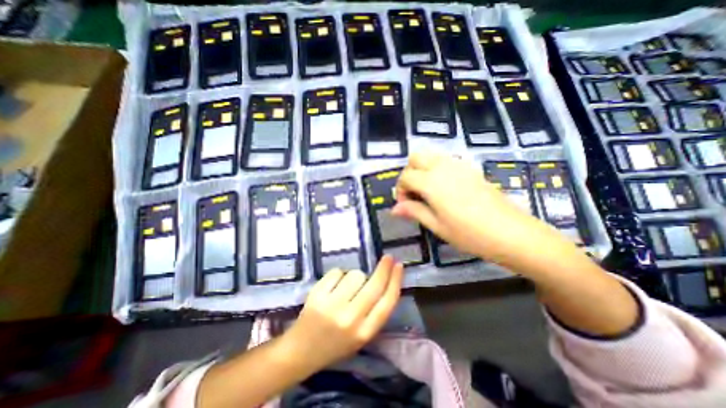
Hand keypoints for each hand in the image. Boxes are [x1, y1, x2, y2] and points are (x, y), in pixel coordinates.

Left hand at [282, 257, 406, 371]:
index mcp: (364, 332)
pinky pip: (337, 272)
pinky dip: (338, 275)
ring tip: (346, 287)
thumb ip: (375, 312)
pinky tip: (333, 286)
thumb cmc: (335, 343)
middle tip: (387, 258)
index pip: (387, 302)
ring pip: (356, 275)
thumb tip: (386, 280)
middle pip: (374, 285)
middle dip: (384, 268)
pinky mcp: (317, 295)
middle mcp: (350, 319)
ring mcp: (332, 306)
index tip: (399, 266)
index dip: (396, 281)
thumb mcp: (361, 335)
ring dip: (356, 276)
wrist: (301, 350)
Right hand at [392, 153, 559, 264]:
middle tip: (414, 194)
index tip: (406, 205)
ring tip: (427, 191)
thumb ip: (414, 212)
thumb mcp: (437, 226)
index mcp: (431, 182)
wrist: (511, 233)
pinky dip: (437, 169)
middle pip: (415, 157)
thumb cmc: (470, 234)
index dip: (401, 190)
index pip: (405, 176)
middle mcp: (443, 167)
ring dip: (422, 169)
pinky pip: (446, 160)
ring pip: (431, 155)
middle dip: (409, 173)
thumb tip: (394, 209)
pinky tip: (444, 189)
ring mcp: (459, 165)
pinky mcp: (470, 169)